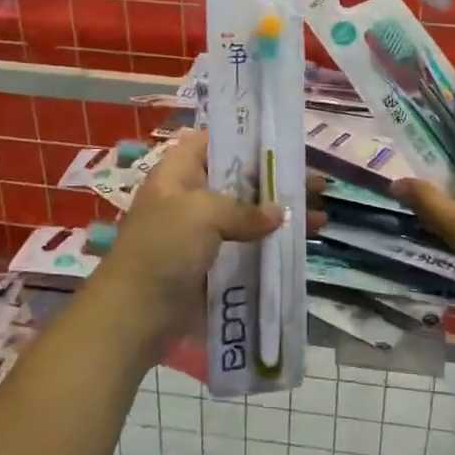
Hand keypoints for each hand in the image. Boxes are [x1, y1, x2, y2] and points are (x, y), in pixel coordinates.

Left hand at [94, 130, 326, 350]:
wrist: (133, 316)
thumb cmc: (163, 249)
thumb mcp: (202, 214)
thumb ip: (244, 210)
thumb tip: (279, 214)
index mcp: (178, 173)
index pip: (211, 141)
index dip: (243, 138)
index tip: (280, 142)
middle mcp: (189, 198)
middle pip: (239, 180)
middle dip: (276, 181)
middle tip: (316, 183)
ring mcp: (200, 235)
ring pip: (247, 217)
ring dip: (281, 217)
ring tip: (321, 217)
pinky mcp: (210, 266)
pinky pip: (246, 250)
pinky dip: (271, 247)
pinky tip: (301, 248)